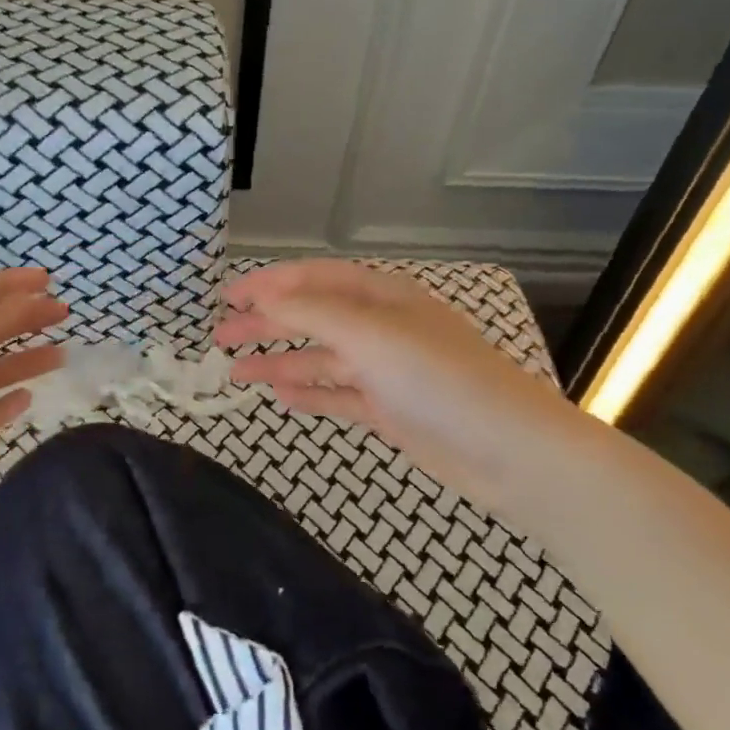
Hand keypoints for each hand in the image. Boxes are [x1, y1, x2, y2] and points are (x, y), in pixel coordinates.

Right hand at [214, 260, 573, 497]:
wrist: (510, 451)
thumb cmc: (440, 379)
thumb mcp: (371, 335)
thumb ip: (312, 314)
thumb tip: (262, 300)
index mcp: (382, 296)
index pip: (314, 279)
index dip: (268, 284)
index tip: (226, 297)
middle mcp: (382, 327)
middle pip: (312, 317)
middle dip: (266, 324)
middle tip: (219, 336)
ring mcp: (386, 370)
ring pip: (320, 358)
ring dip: (280, 362)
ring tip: (235, 371)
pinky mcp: (390, 409)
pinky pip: (338, 394)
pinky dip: (310, 394)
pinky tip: (281, 398)